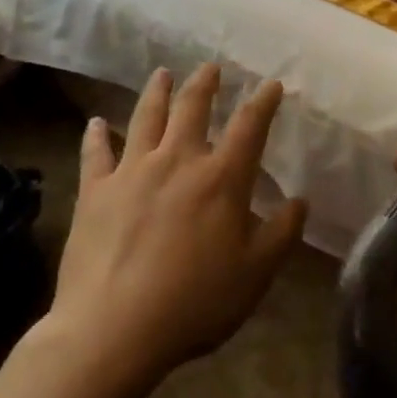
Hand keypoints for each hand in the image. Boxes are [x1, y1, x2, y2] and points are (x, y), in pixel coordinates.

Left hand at [46, 64, 307, 384]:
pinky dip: (96, 135)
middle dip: (205, 84)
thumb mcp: (255, 275)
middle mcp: (177, 160)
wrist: (112, 331)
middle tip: (211, 67)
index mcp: (221, 178)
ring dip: (157, 92)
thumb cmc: (194, 303)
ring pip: (146, 117)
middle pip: (193, 108)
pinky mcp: (95, 191)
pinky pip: (96, 153)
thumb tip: (300, 201)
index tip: (271, 84)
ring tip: (162, 73)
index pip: (249, 126)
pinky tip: (95, 123)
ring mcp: (132, 171)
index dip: (263, 102)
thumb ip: (281, 234)